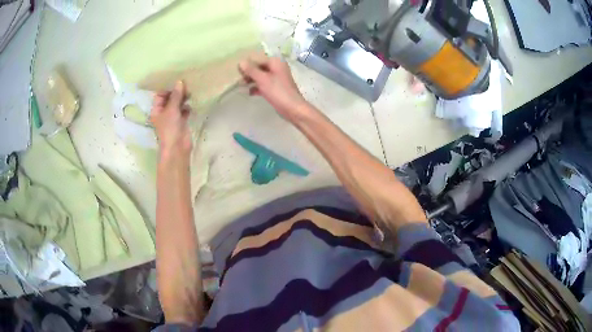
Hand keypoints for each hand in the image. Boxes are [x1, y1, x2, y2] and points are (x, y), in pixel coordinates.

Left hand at [151, 80, 191, 159]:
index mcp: (157, 110)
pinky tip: (192, 103)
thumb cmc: (170, 129)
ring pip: (177, 104)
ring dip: (183, 99)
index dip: (167, 88)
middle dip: (177, 92)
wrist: (177, 148)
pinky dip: (187, 107)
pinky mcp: (181, 122)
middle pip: (169, 98)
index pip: (160, 95)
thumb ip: (176, 96)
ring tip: (191, 92)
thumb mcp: (172, 110)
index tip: (177, 82)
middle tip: (186, 85)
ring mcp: (172, 117)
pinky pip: (184, 111)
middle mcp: (163, 112)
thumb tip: (180, 81)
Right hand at [238, 57, 310, 122]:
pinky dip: (257, 87)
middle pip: (259, 67)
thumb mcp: (262, 79)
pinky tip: (249, 93)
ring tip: (241, 85)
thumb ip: (251, 70)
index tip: (236, 70)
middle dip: (248, 73)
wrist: (292, 108)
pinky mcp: (276, 88)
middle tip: (238, 79)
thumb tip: (241, 61)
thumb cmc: (278, 91)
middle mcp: (277, 68)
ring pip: (261, 76)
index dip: (247, 64)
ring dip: (251, 80)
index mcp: (275, 62)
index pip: (258, 59)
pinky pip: (264, 85)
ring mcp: (277, 78)